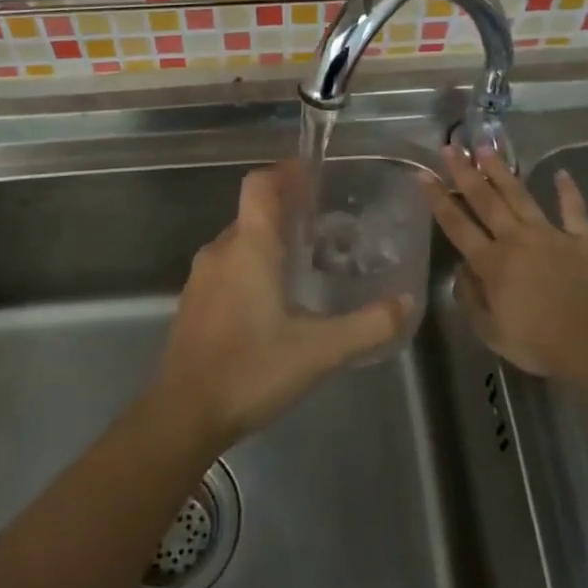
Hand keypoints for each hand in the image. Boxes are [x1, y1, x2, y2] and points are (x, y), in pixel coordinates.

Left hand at [149, 163, 411, 450]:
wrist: (182, 415)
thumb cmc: (250, 370)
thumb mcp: (319, 351)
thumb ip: (367, 326)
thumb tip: (405, 303)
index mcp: (249, 247)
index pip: (260, 184)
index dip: (286, 172)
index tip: (314, 173)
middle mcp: (221, 251)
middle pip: (253, 212)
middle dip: (286, 210)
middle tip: (324, 224)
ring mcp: (201, 277)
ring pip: (238, 241)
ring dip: (269, 240)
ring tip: (305, 261)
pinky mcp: (193, 303)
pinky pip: (226, 267)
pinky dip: (251, 266)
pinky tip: (273, 300)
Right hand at [426, 146, 587, 382]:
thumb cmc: (537, 342)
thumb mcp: (490, 331)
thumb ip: (470, 298)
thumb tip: (461, 270)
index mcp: (491, 262)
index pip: (457, 225)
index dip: (438, 199)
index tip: (423, 174)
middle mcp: (516, 239)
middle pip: (486, 200)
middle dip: (465, 172)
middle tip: (451, 148)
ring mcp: (550, 235)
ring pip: (520, 196)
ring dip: (502, 171)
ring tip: (486, 147)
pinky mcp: (581, 239)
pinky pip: (573, 210)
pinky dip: (568, 192)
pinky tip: (562, 173)